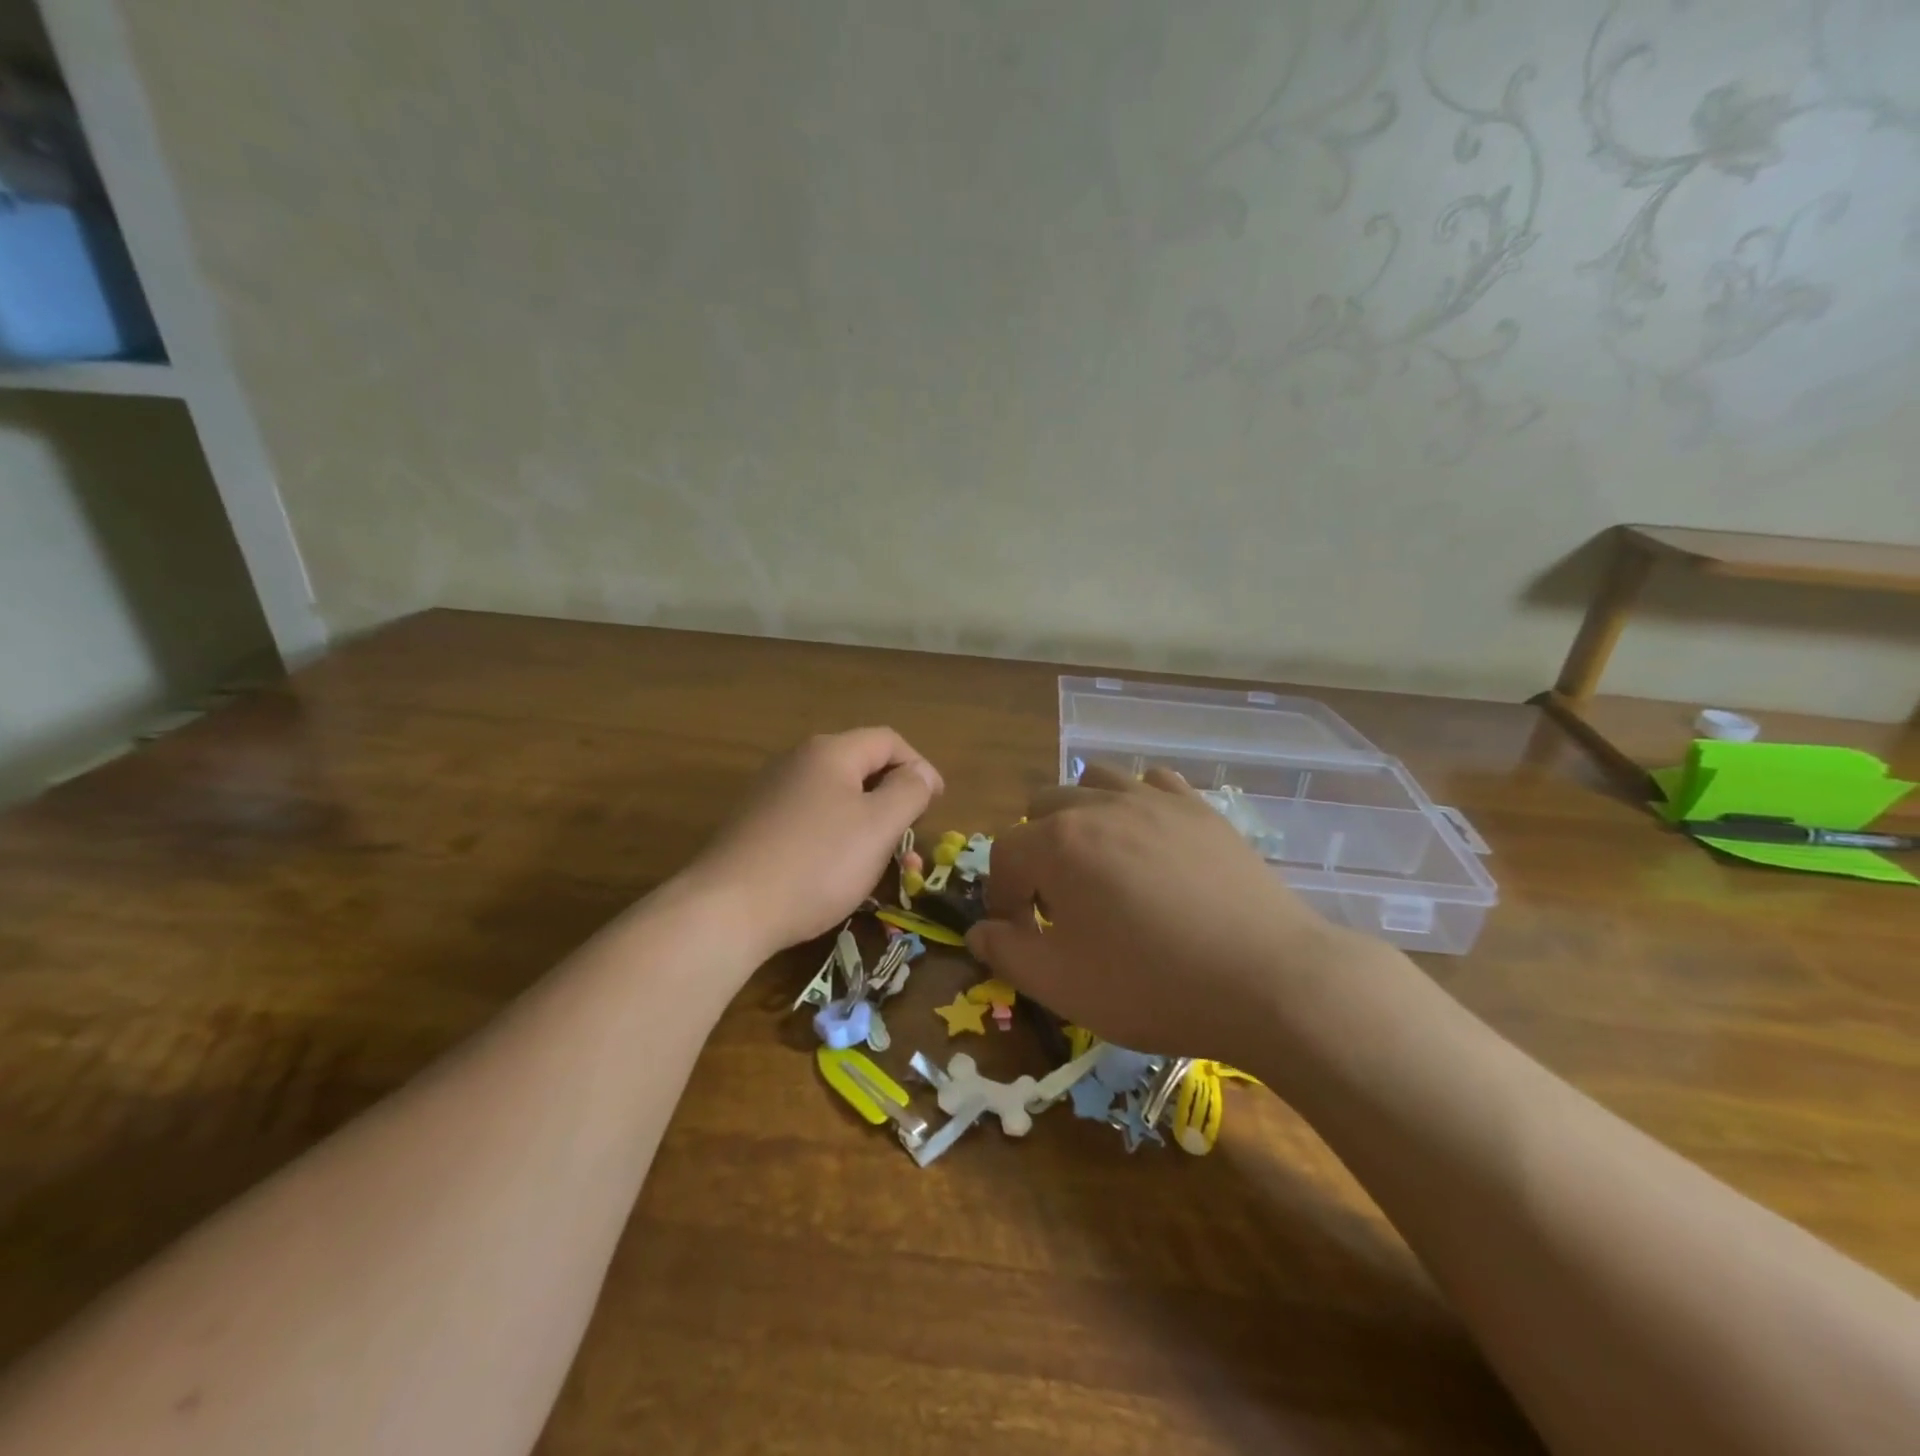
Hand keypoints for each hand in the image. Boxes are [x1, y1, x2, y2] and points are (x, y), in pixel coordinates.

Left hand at [686, 727, 942, 957]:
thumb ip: (909, 792)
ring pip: (836, 799)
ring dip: (867, 825)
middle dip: (894, 801)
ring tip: (881, 865)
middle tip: (910, 840)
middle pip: (861, 768)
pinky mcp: (755, 826)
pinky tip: (837, 873)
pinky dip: (836, 839)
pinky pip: (810, 821)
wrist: (727, 910)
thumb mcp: (878, 826)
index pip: (888, 741)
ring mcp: (771, 794)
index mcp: (830, 752)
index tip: (937, 805)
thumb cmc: (817, 863)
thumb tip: (920, 773)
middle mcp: (797, 762)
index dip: (920, 767)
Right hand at [966, 765, 1353, 1064]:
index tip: (1019, 933)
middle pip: (1042, 807)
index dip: (1002, 896)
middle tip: (1057, 900)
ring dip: (1080, 814)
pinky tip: (1148, 838)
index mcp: (1057, 843)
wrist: (1268, 980)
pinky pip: (1151, 782)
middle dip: (1035, 850)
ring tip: (1097, 860)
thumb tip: (978, 931)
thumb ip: (1006, 953)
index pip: (1004, 855)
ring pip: (1094, 781)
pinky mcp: (1199, 807)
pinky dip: (1135, 801)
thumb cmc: (1152, 985)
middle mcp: (1099, 805)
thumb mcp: (1062, 984)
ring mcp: (1154, 799)